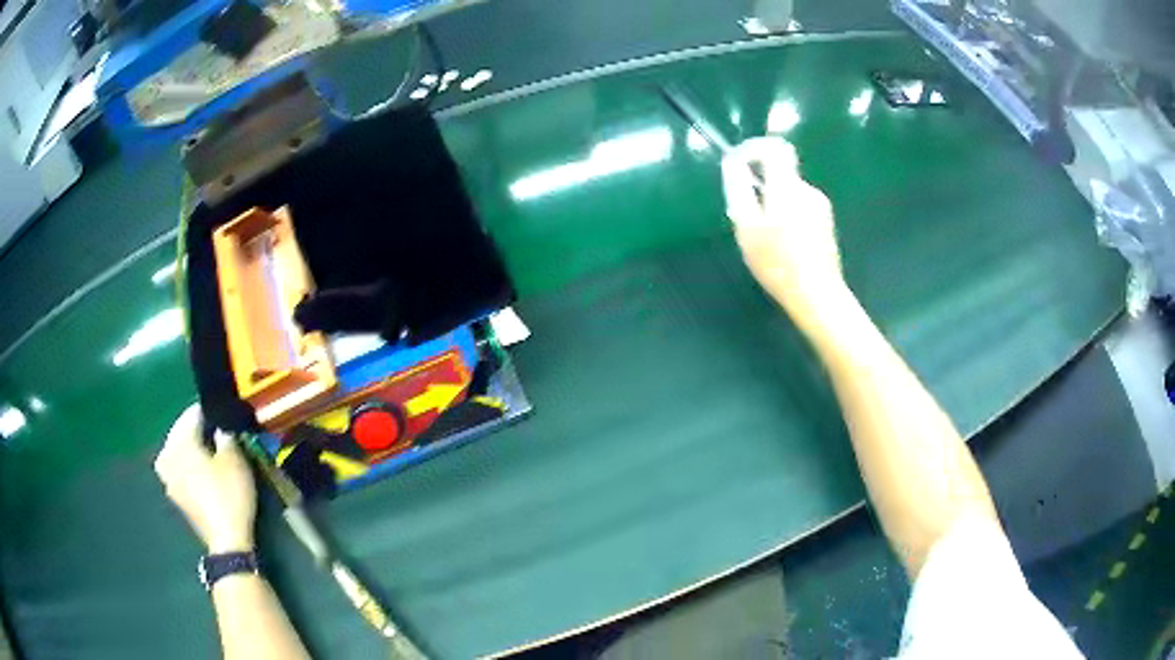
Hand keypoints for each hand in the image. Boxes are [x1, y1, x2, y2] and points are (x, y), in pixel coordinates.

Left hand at [155, 404, 256, 552]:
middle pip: (181, 432)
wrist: (226, 540)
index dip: (210, 413)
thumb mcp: (235, 461)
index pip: (192, 415)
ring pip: (178, 450)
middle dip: (197, 429)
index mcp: (179, 442)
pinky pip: (179, 468)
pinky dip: (188, 464)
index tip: (224, 414)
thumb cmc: (229, 495)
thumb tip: (219, 429)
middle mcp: (167, 455)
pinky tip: (202, 469)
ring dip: (191, 447)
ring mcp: (167, 477)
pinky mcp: (174, 494)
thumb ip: (225, 436)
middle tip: (217, 430)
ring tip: (209, 449)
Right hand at [722, 137, 848, 330]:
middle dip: (760, 186)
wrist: (818, 295)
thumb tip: (734, 165)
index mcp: (787, 186)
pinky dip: (787, 216)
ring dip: (773, 204)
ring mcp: (820, 207)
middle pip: (781, 173)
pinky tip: (782, 245)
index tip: (738, 164)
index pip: (775, 147)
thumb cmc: (778, 263)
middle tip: (746, 215)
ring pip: (789, 193)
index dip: (754, 148)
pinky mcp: (826, 223)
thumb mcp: (747, 227)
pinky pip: (800, 208)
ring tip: (763, 236)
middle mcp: (807, 190)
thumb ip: (739, 190)